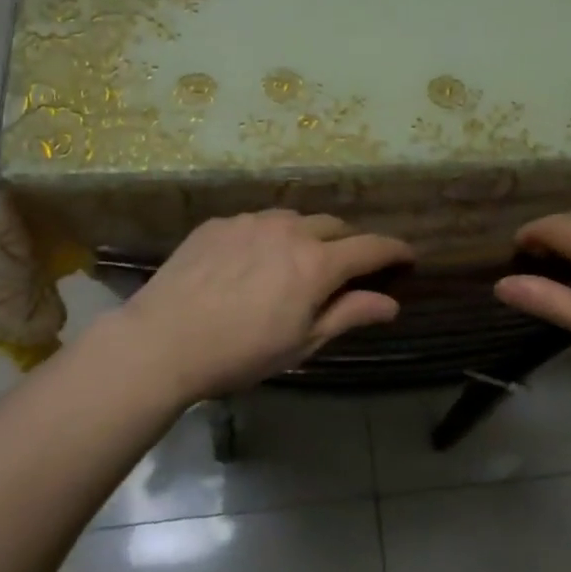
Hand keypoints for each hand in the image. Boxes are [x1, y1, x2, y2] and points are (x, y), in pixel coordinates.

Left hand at [105, 211, 413, 401]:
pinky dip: (267, 237)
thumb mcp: (302, 343)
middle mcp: (289, 230)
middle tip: (346, 268)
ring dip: (307, 236)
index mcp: (317, 264)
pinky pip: (256, 222)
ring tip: (296, 262)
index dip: (394, 250)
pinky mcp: (219, 223)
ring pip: (294, 219)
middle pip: (334, 226)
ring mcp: (251, 221)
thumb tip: (391, 304)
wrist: (162, 341)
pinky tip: (250, 262)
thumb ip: (349, 315)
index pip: (371, 247)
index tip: (407, 255)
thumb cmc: (240, 353)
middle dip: (348, 243)